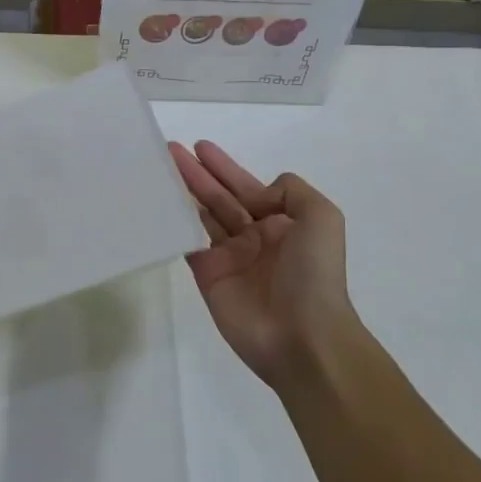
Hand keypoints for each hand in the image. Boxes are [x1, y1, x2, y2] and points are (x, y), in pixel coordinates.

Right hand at [169, 140, 362, 390]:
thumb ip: (291, 191)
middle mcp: (253, 236)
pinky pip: (187, 242)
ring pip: (200, 216)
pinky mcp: (207, 275)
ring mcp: (228, 257)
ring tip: (159, 170)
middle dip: (196, 174)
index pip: (246, 186)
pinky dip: (173, 224)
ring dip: (182, 192)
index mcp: (280, 222)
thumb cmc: (313, 273)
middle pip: (218, 197)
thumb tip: (258, 194)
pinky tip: (158, 204)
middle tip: (170, 151)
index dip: (223, 166)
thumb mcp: (321, 218)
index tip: (199, 146)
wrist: (302, 335)